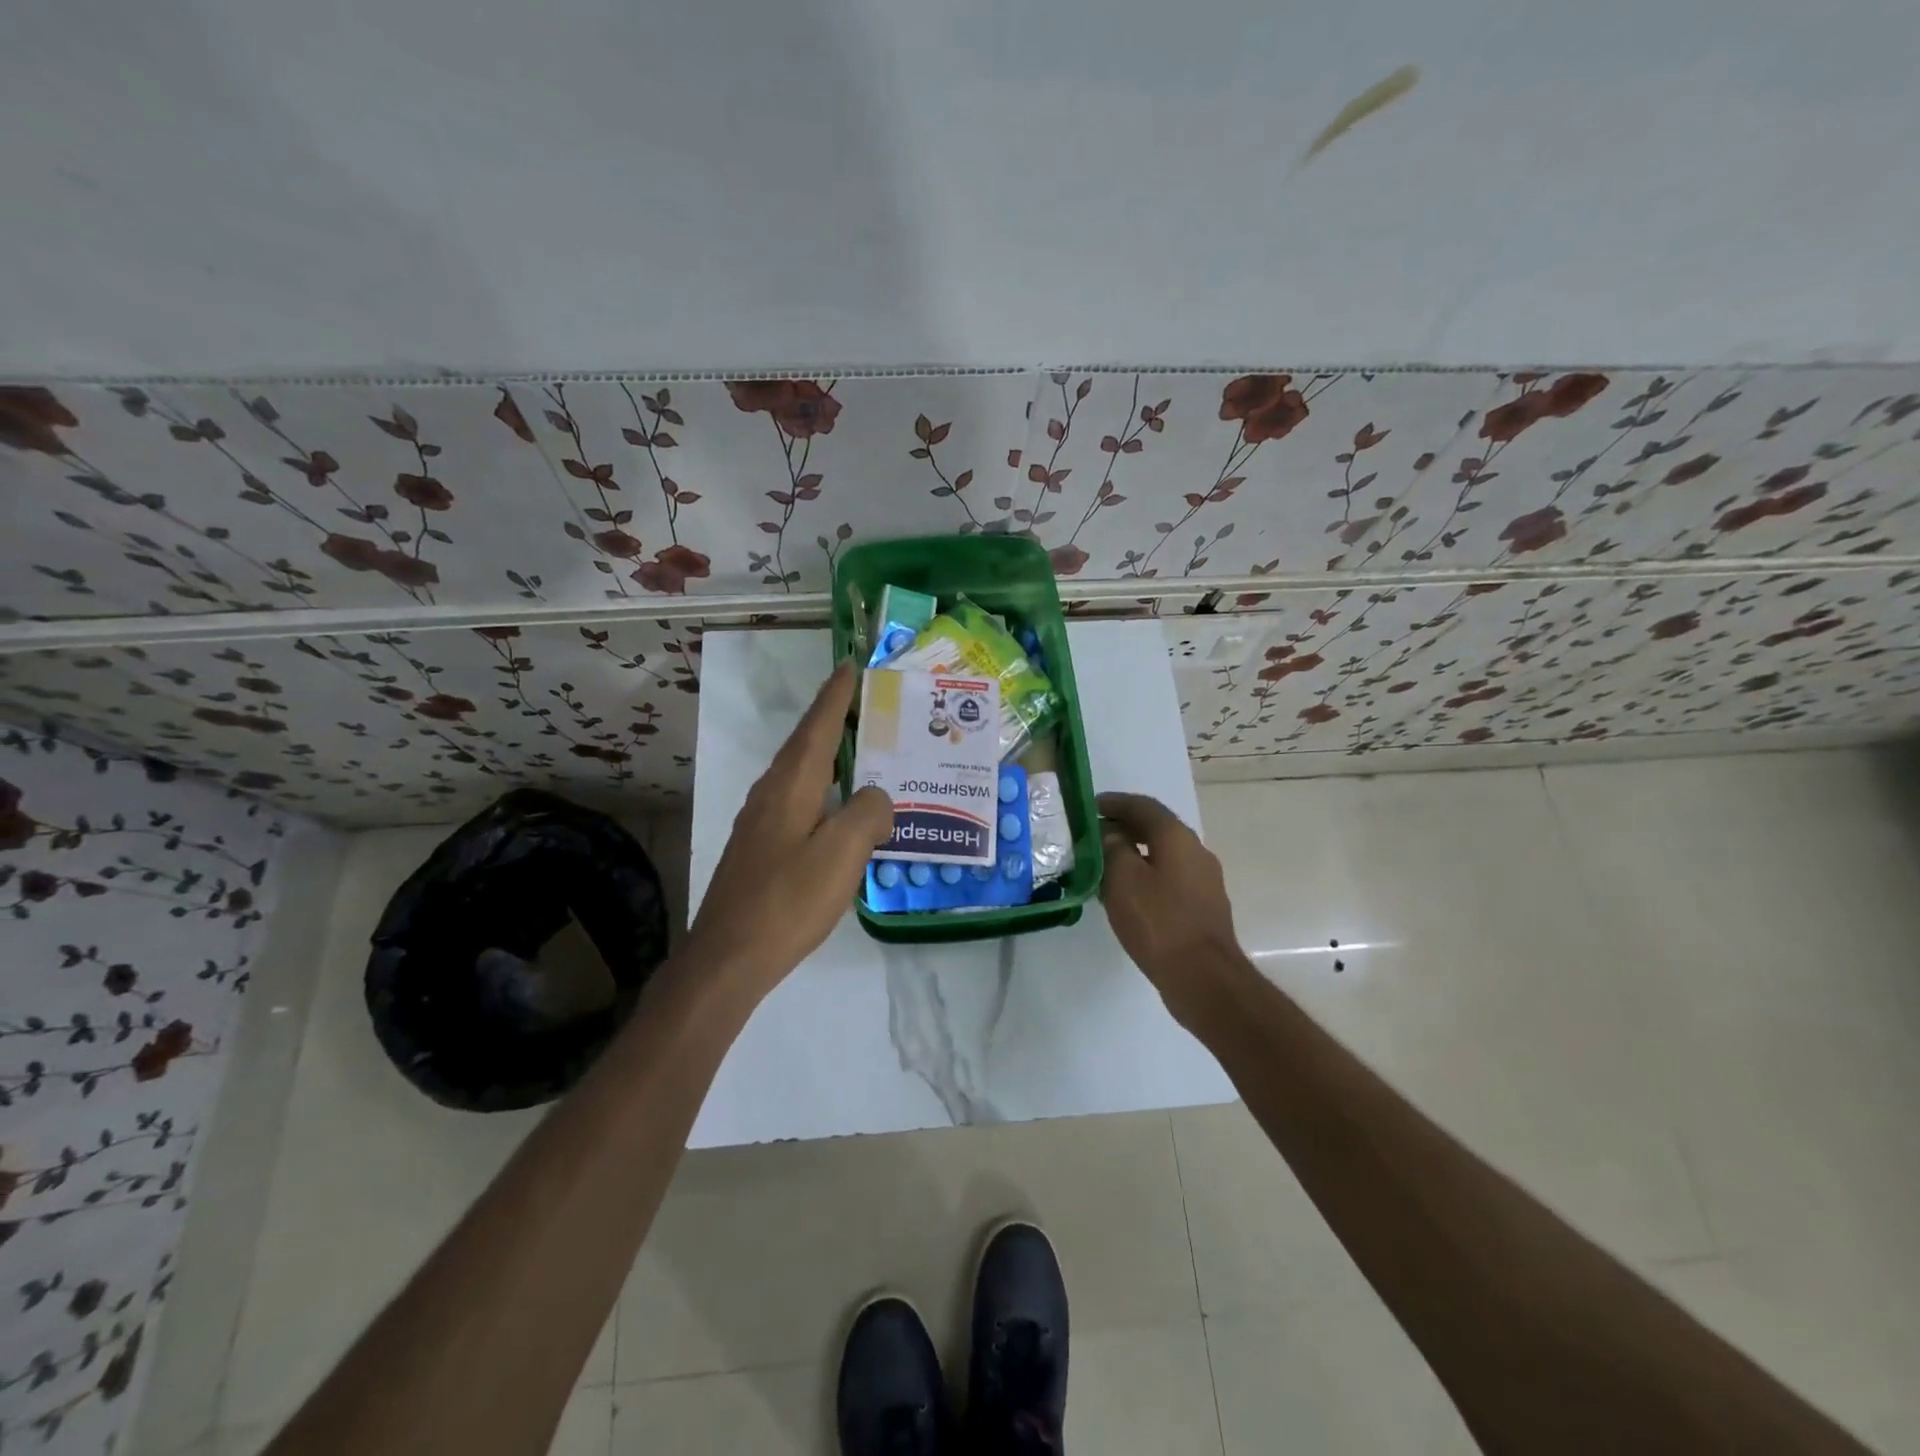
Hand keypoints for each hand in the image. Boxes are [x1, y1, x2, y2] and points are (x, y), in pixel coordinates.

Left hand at [687, 662, 892, 998]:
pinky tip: (842, 811)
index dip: (837, 696)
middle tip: (870, 707)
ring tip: (865, 754)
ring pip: (802, 775)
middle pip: (807, 745)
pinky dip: (825, 792)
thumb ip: (868, 814)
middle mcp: (771, 793)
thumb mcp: (841, 854)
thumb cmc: (787, 900)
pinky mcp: (761, 848)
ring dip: (831, 757)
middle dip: (836, 721)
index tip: (852, 666)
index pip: (818, 726)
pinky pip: (800, 802)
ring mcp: (761, 821)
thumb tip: (876, 799)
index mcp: (791, 785)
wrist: (728, 958)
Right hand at [1098, 792, 1242, 1021]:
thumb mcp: (1123, 879)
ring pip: (1162, 854)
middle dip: (1123, 827)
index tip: (1090, 806)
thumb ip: (1112, 848)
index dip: (1115, 803)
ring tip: (1103, 864)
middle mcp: (1195, 851)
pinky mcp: (1202, 906)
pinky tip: (1126, 893)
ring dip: (1134, 852)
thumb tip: (1110, 833)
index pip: (1143, 806)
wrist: (1204, 978)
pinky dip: (1145, 875)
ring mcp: (1203, 880)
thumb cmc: (1159, 922)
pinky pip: (1169, 878)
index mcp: (1176, 837)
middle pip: (1155, 828)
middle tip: (1092, 835)